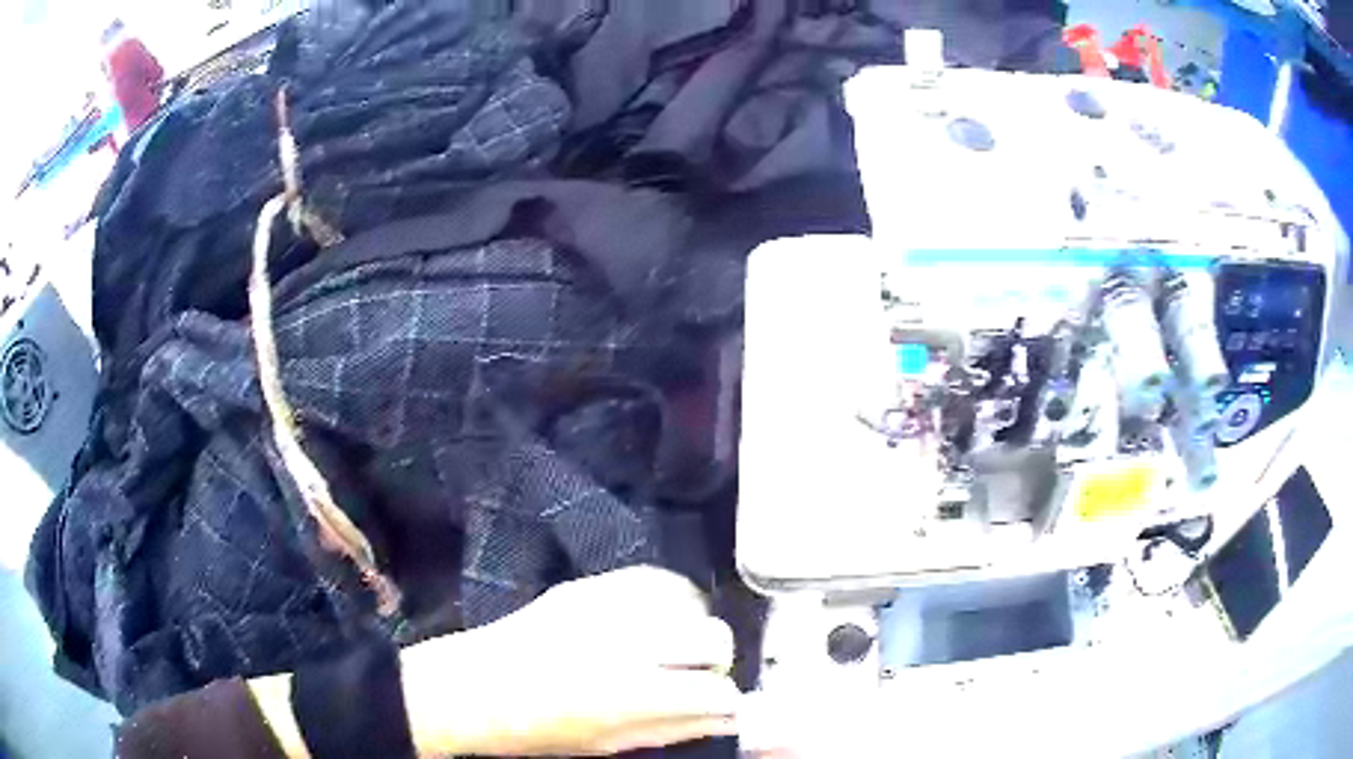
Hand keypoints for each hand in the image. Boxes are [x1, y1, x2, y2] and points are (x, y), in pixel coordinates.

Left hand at [402, 566, 739, 755]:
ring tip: (676, 644)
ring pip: (689, 600)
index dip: (726, 701)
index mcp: (633, 695)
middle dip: (719, 660)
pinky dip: (668, 598)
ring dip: (694, 625)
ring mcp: (606, 606)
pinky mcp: (588, 585)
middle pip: (714, 637)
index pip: (716, 691)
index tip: (721, 706)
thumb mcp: (611, 742)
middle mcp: (628, 644)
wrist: (476, 687)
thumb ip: (676, 728)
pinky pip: (652, 578)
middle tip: (699, 674)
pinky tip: (657, 616)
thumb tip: (727, 717)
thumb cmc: (541, 729)